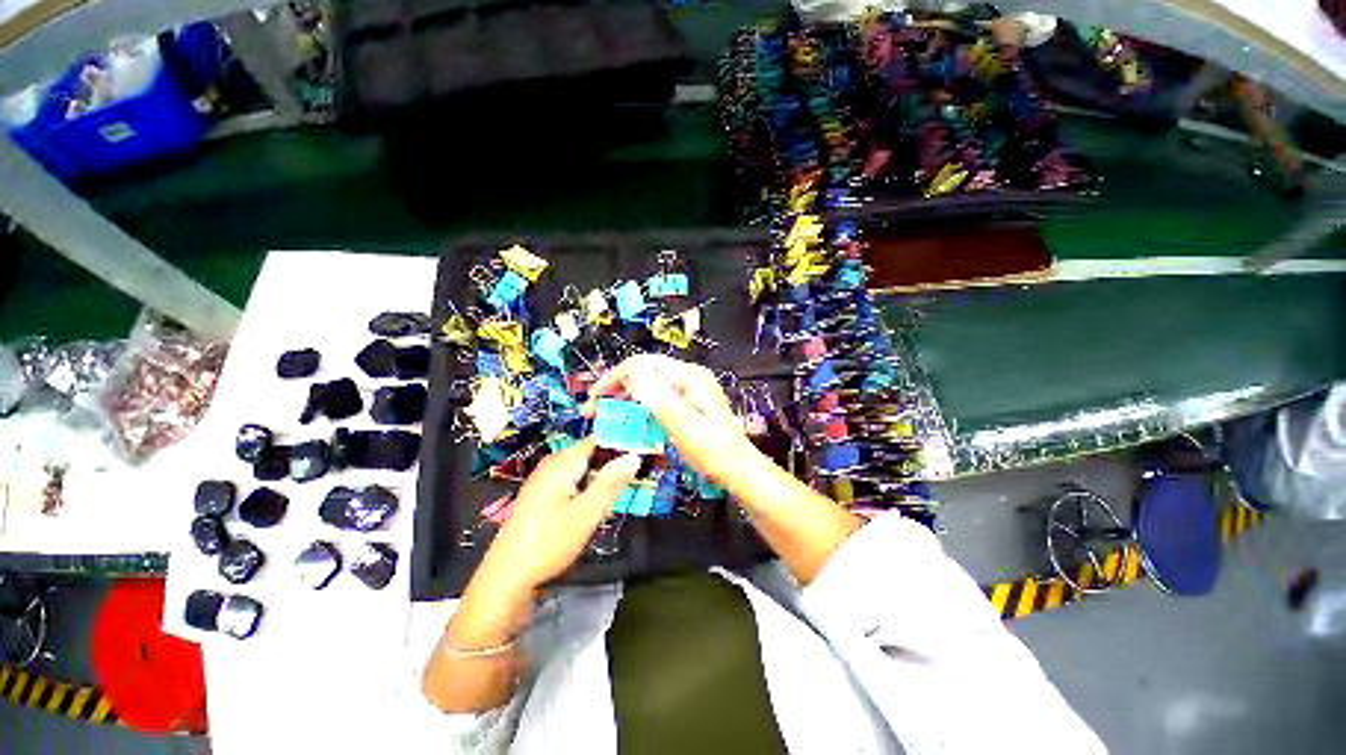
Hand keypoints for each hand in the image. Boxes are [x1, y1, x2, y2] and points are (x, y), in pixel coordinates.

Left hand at [478, 438, 640, 592]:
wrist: (507, 580)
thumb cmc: (549, 543)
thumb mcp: (587, 513)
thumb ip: (611, 482)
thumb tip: (634, 455)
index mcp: (562, 463)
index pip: (596, 439)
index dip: (620, 441)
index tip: (643, 448)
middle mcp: (552, 466)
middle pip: (590, 454)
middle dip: (612, 461)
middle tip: (636, 473)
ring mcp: (545, 482)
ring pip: (582, 470)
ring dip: (601, 478)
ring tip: (622, 489)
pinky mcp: (542, 498)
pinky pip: (573, 483)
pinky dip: (588, 488)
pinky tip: (597, 505)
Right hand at [585, 354, 761, 487]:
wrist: (738, 469)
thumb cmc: (713, 451)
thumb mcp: (683, 425)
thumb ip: (658, 397)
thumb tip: (631, 372)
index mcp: (688, 377)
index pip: (643, 364)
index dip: (615, 378)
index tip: (595, 398)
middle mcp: (688, 377)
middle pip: (644, 372)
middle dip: (617, 388)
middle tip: (596, 409)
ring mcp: (689, 390)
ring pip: (648, 385)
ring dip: (626, 398)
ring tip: (608, 415)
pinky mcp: (687, 403)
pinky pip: (657, 398)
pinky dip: (640, 407)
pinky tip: (630, 420)